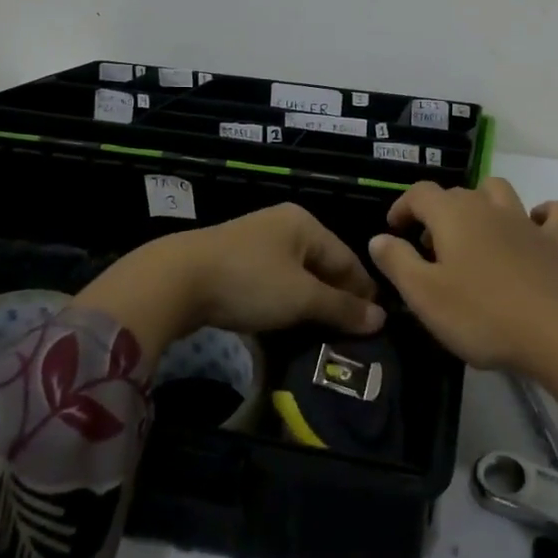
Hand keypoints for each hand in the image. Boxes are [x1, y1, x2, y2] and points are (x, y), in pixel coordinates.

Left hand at [77, 204, 382, 363]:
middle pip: (322, 265)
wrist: (176, 280)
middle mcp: (283, 225)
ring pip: (296, 275)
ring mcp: (256, 241)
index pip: (347, 258)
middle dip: (337, 298)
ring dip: (310, 303)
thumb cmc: (249, 282)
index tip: (376, 323)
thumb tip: (381, 319)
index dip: (363, 291)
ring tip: (322, 333)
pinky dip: (285, 301)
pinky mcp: (233, 260)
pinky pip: (272, 281)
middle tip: (351, 333)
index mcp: (305, 224)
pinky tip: (287, 323)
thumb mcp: (301, 297)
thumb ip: (341, 308)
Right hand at [368, 179, 557, 374]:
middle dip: (437, 213)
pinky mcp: (556, 242)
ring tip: (473, 234)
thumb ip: (397, 262)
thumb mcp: (424, 295)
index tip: (394, 231)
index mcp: (453, 215)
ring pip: (499, 191)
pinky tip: (533, 228)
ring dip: (482, 203)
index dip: (403, 206)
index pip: (420, 193)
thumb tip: (379, 238)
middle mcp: (489, 207)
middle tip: (428, 250)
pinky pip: (553, 213)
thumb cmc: (481, 315)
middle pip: (457, 194)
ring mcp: (526, 222)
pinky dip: (542, 214)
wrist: (556, 334)